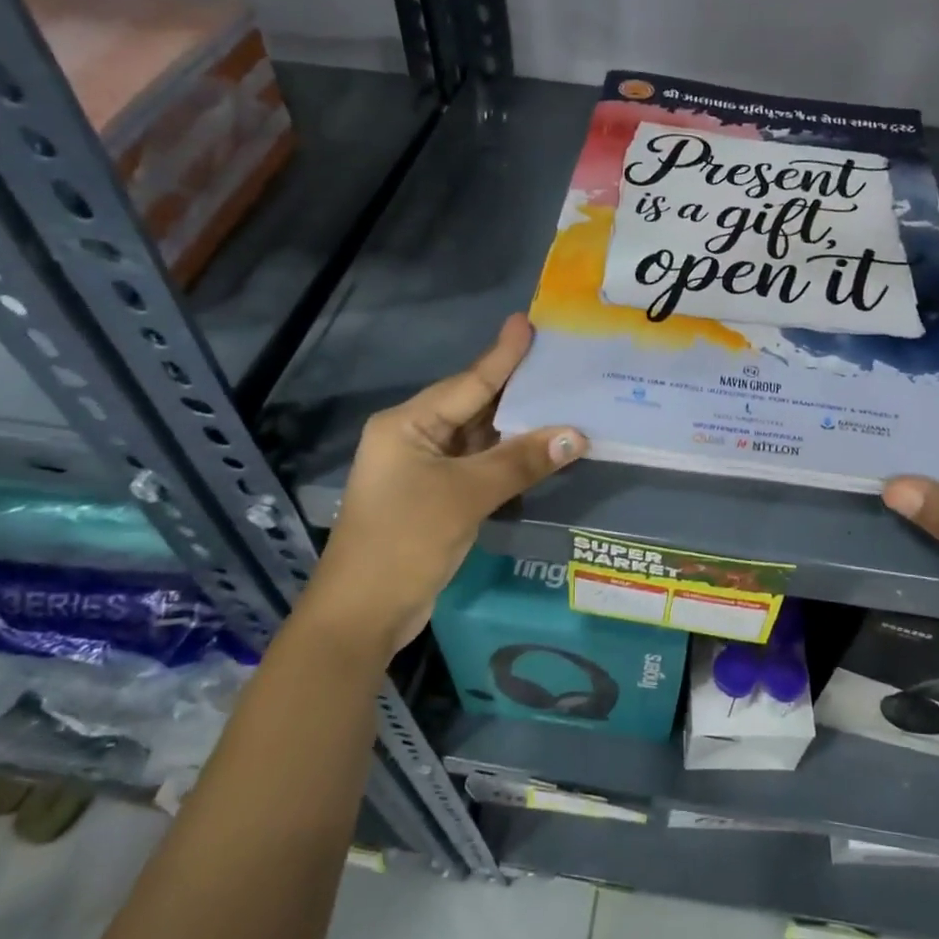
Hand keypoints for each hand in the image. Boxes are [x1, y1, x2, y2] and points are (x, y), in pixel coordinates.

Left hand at [304, 314, 585, 663]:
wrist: (362, 615)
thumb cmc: (404, 541)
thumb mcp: (465, 496)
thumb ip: (520, 462)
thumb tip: (575, 435)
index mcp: (407, 425)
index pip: (467, 383)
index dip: (502, 356)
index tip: (526, 324)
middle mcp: (413, 439)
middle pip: (473, 406)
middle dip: (516, 390)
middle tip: (560, 363)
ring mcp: (423, 470)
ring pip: (478, 439)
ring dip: (517, 428)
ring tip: (562, 400)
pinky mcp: (436, 498)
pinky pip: (478, 466)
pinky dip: (507, 459)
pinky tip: (540, 449)